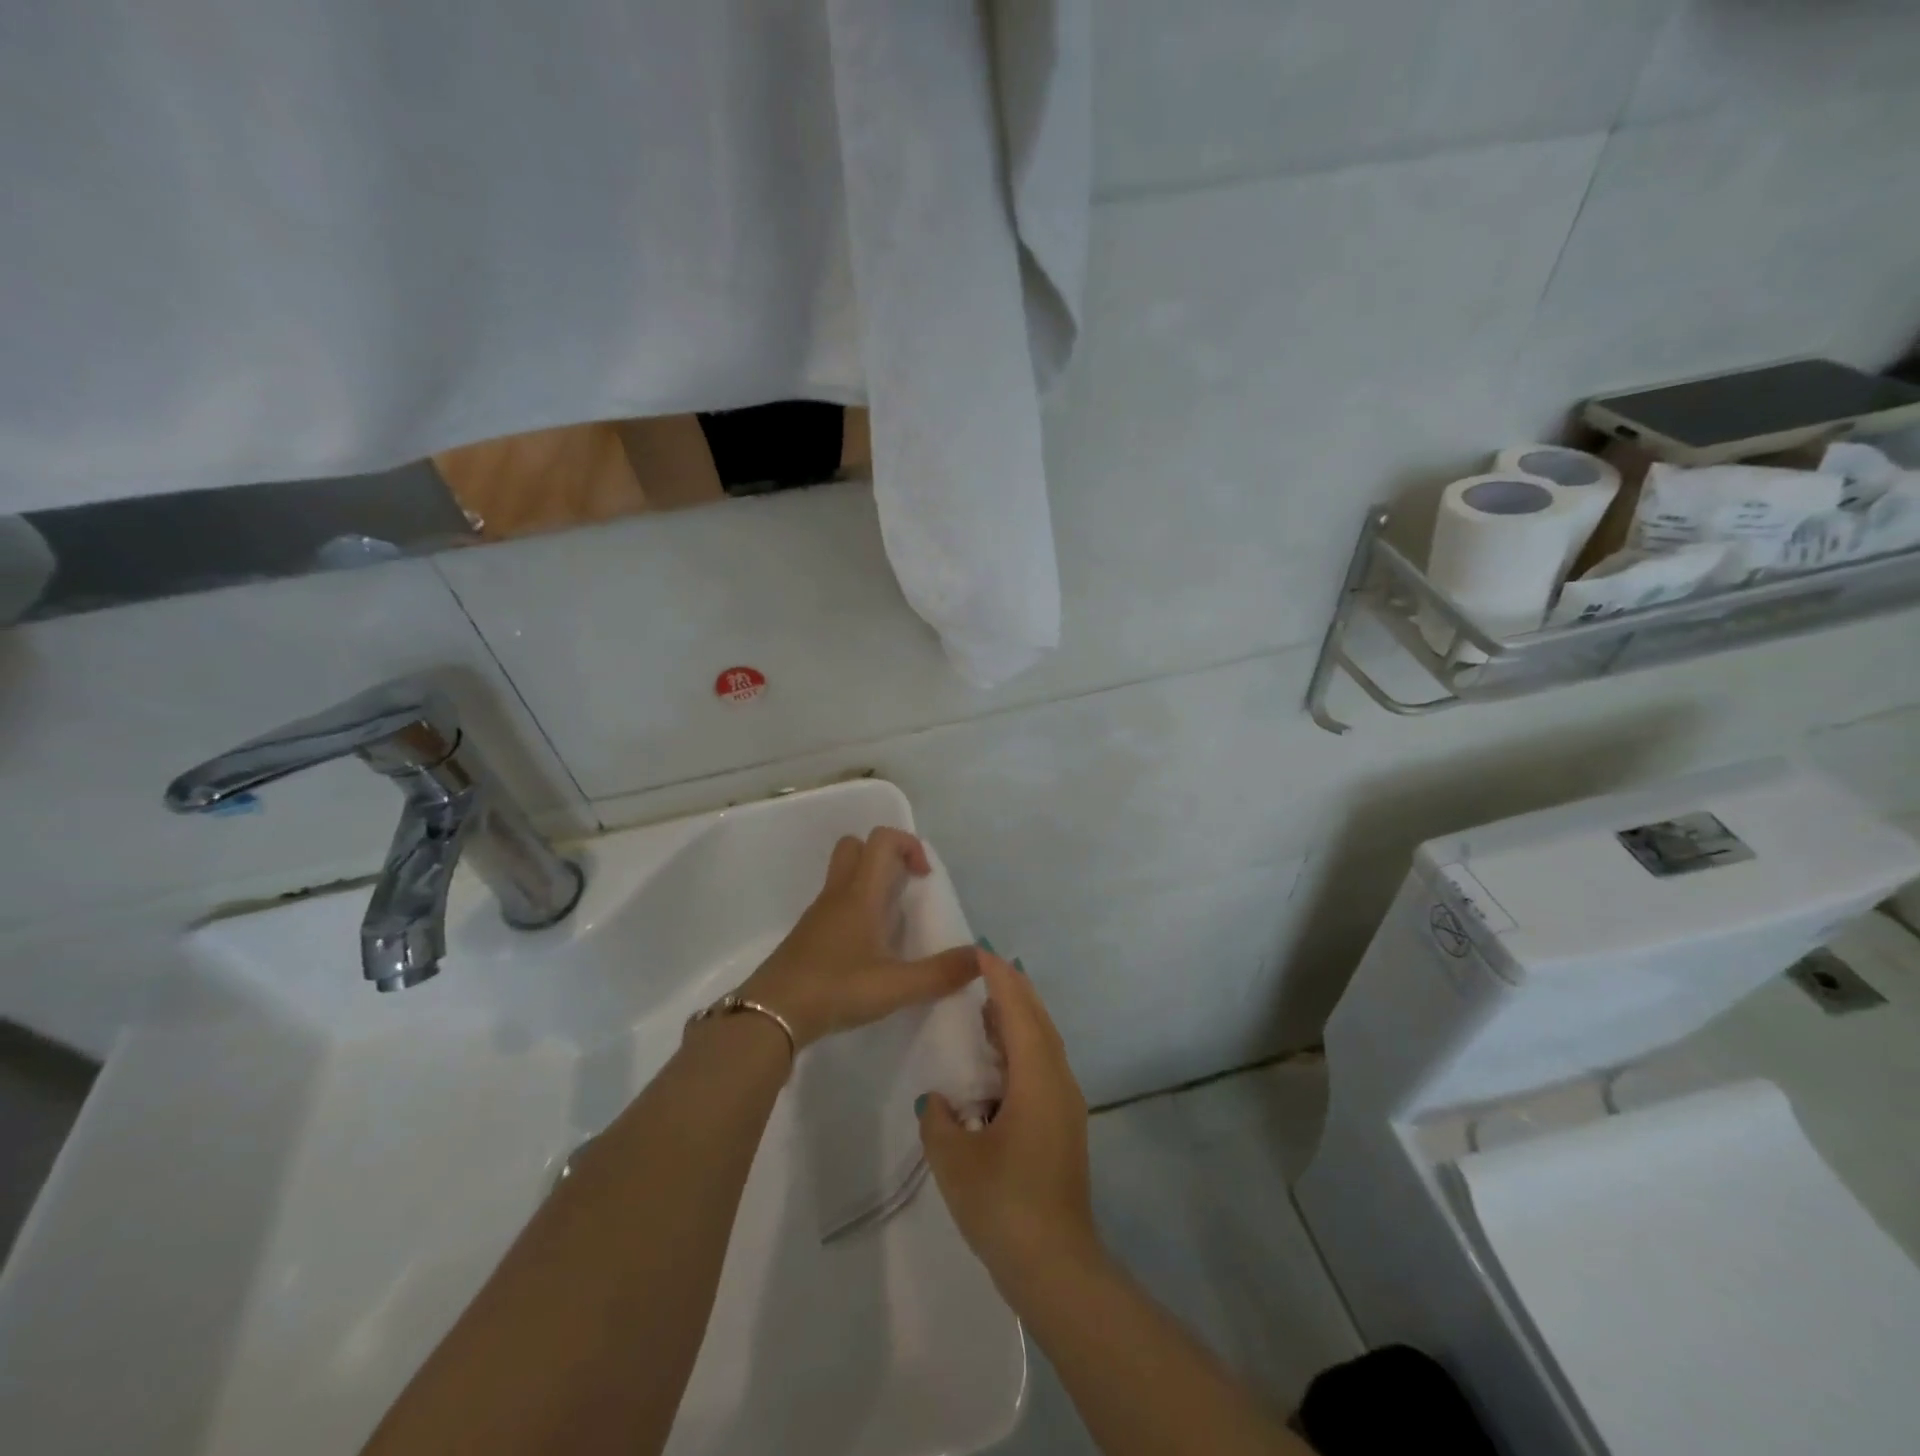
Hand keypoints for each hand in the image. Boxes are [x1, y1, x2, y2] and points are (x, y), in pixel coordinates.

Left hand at [735, 827, 980, 1049]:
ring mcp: (818, 914)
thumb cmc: (836, 988)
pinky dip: (855, 909)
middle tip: (905, 888)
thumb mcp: (896, 986)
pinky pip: (835, 903)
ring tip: (891, 922)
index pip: (883, 839)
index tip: (925, 878)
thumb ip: (941, 973)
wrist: (770, 1014)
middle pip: (856, 847)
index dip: (909, 845)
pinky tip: (867, 948)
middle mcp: (838, 894)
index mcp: (861, 894)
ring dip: (870, 883)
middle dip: (885, 856)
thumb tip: (983, 957)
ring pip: (843, 875)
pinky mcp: (807, 935)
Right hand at [918, 954, 1101, 1291]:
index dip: (999, 978)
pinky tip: (998, 1060)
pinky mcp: (1064, 1126)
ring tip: (987, 1004)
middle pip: (1038, 1020)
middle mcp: (1058, 1081)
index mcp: (1036, 1078)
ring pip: (1044, 1043)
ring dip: (1018, 1018)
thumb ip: (939, 1121)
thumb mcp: (955, 1160)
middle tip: (984, 967)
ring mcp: (1065, 1105)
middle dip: (1013, 989)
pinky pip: (1043, 1067)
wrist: (1056, 1266)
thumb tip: (938, 1101)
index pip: (1017, 1011)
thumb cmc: (1004, 1204)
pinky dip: (1022, 1047)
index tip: (980, 952)